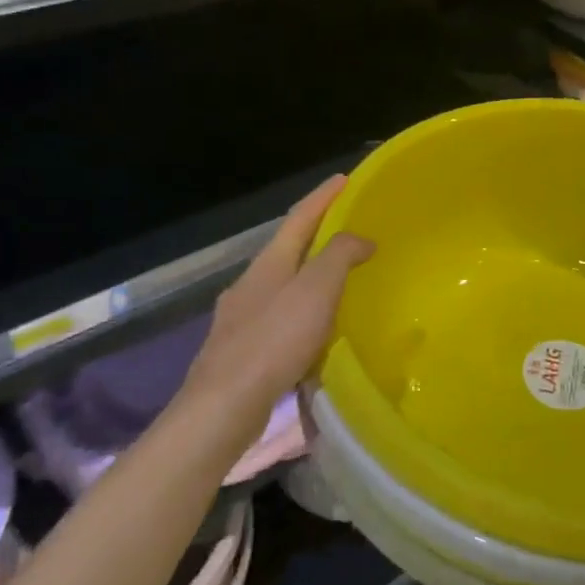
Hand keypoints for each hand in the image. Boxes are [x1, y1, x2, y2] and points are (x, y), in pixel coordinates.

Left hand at [180, 176, 374, 413]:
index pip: (299, 217)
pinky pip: (279, 316)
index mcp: (268, 263)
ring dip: (311, 275)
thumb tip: (361, 238)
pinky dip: (303, 310)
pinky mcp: (241, 350)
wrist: (223, 406)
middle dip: (318, 235)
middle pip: (288, 249)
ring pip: (283, 284)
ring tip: (341, 280)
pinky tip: (315, 330)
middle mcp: (250, 283)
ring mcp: (241, 317)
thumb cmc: (274, 340)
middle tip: (351, 230)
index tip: (345, 179)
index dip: (323, 196)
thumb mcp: (316, 290)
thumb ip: (340, 256)